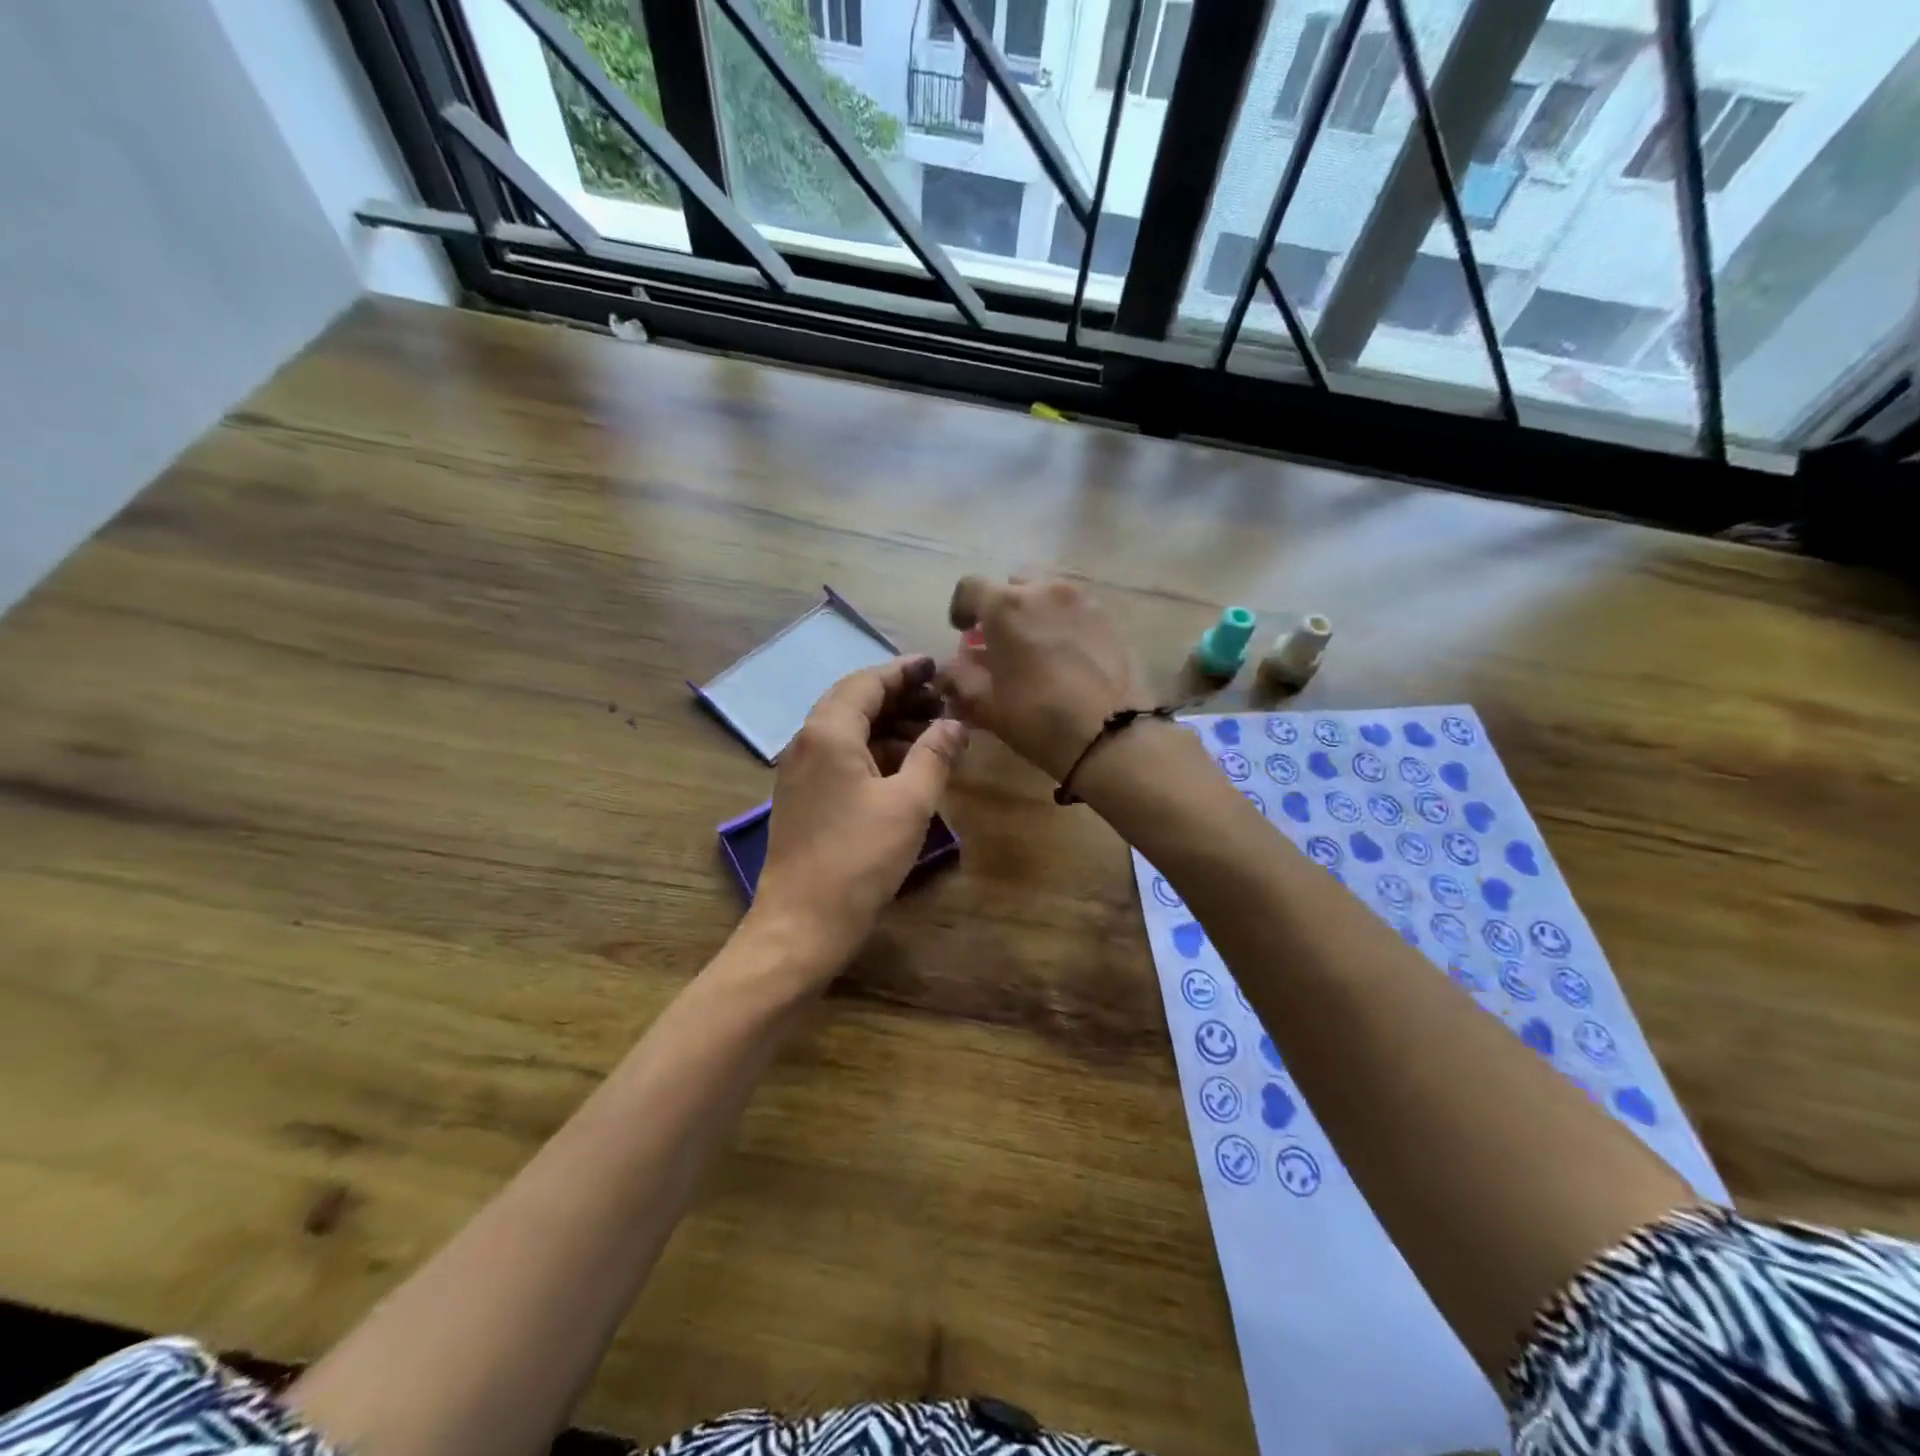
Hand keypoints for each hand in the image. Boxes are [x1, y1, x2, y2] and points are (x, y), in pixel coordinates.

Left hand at [748, 656, 967, 975]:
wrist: (802, 923)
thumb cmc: (859, 858)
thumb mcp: (909, 803)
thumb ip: (934, 755)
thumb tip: (955, 724)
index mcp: (828, 732)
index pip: (867, 682)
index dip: (905, 671)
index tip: (938, 667)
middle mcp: (806, 742)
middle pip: (854, 702)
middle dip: (900, 697)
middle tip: (942, 701)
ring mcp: (800, 772)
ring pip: (848, 731)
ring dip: (889, 726)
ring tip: (932, 734)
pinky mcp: (803, 798)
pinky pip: (841, 758)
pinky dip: (874, 752)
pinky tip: (905, 768)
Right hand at [938, 573, 1147, 781]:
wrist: (1111, 734)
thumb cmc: (1037, 717)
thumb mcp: (986, 705)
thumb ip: (958, 681)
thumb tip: (944, 673)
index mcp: (1005, 605)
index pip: (970, 587)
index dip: (961, 608)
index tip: (962, 631)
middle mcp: (1044, 590)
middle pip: (1013, 583)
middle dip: (1002, 606)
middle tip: (1000, 640)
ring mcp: (1082, 601)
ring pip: (1048, 593)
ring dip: (1034, 612)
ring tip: (1035, 648)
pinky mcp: (1109, 619)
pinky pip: (1076, 610)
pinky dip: (1063, 623)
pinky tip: (1065, 657)